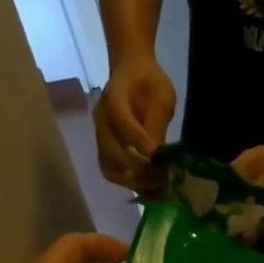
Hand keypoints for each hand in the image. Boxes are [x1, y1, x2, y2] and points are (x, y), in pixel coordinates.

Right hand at [94, 59, 176, 193]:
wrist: (132, 72)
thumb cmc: (150, 82)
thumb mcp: (162, 95)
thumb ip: (157, 122)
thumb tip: (157, 154)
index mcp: (114, 97)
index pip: (121, 122)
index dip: (137, 140)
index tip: (157, 155)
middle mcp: (102, 120)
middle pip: (110, 152)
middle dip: (137, 168)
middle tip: (162, 176)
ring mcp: (101, 136)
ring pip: (109, 167)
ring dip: (133, 181)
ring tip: (157, 187)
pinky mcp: (107, 148)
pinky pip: (113, 171)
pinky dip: (131, 183)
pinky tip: (151, 189)